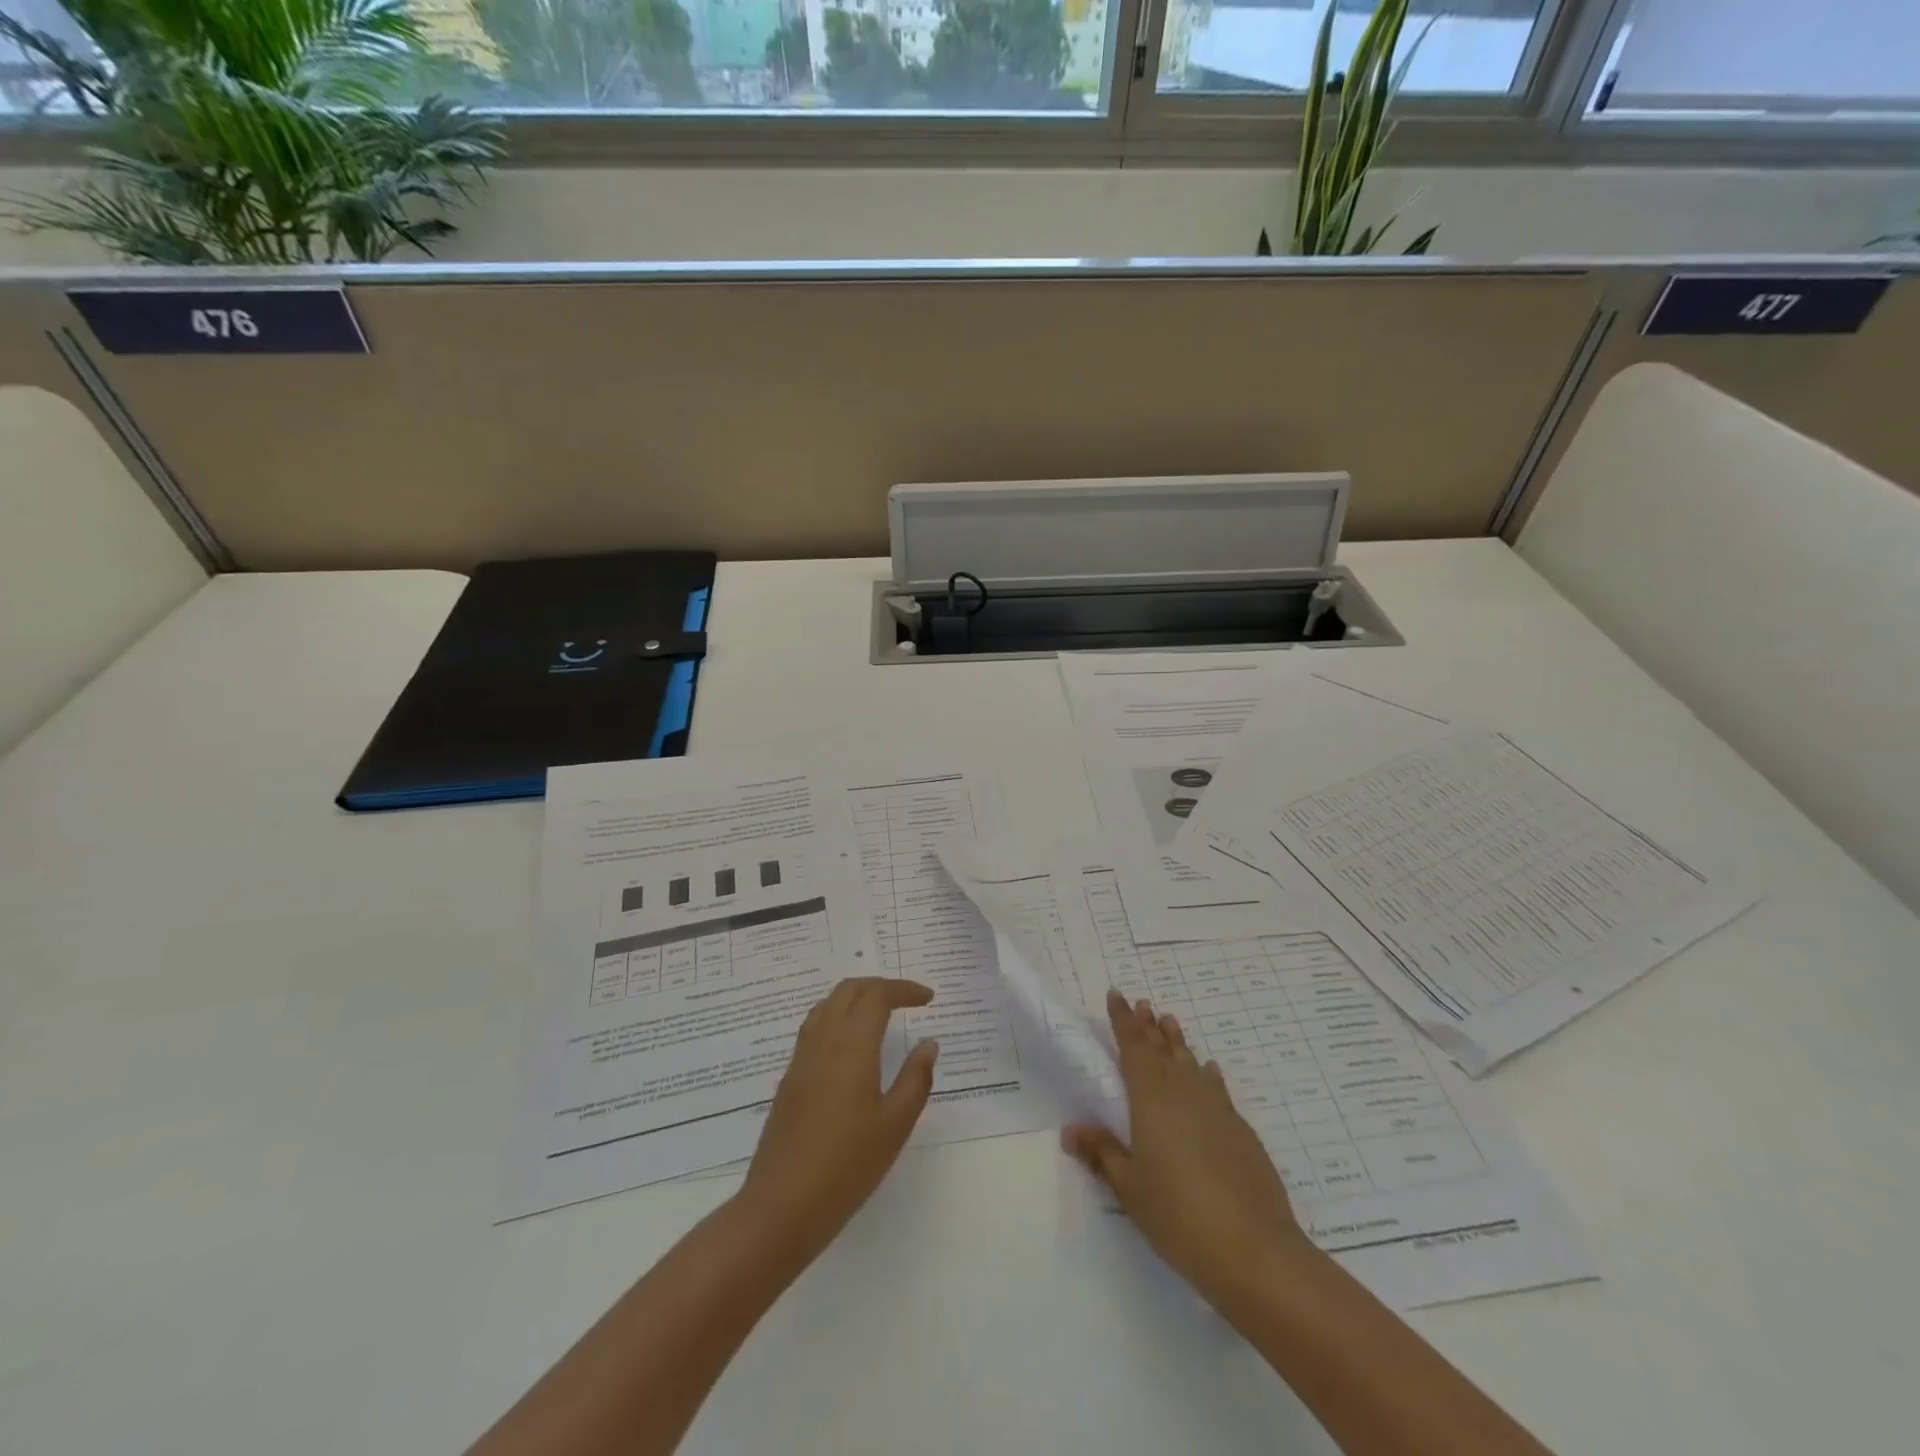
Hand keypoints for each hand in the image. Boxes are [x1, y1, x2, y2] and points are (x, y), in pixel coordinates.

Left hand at [738, 978, 939, 1265]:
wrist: (782, 1206)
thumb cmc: (847, 1166)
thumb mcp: (895, 1124)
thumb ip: (915, 1078)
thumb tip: (928, 1043)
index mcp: (852, 1045)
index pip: (877, 995)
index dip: (904, 989)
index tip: (928, 999)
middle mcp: (823, 1040)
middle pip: (848, 990)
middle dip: (880, 986)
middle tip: (907, 1000)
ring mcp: (801, 1058)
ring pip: (827, 1005)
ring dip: (856, 998)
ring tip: (881, 1015)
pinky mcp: (790, 1078)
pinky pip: (814, 1027)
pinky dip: (838, 1017)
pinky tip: (851, 1045)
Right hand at [1063, 991, 1311, 1307]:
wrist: (1254, 1250)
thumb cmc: (1179, 1215)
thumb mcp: (1129, 1187)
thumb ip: (1102, 1153)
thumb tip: (1070, 1130)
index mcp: (1151, 1098)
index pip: (1132, 1047)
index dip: (1123, 1020)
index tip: (1117, 995)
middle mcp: (1183, 1092)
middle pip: (1162, 1049)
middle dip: (1148, 1025)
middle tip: (1142, 1004)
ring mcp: (1216, 1108)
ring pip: (1190, 1062)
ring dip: (1177, 1042)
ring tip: (1169, 1021)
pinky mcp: (1240, 1129)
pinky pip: (1216, 1087)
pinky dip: (1207, 1073)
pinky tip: (1208, 1070)